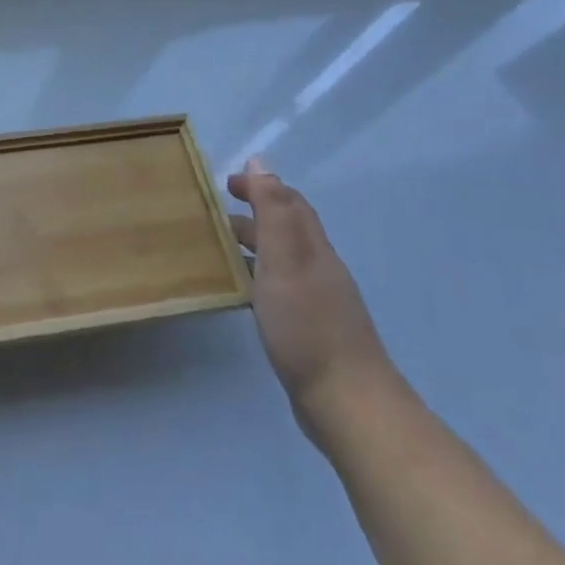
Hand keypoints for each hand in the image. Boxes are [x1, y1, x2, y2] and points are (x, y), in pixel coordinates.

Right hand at [228, 159, 398, 441]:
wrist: (346, 402)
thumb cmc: (307, 325)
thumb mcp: (284, 259)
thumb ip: (273, 211)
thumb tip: (260, 163)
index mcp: (313, 247)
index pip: (289, 202)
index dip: (261, 186)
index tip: (226, 183)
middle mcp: (319, 268)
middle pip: (289, 228)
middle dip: (257, 211)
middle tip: (217, 210)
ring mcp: (318, 301)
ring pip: (284, 258)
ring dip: (255, 244)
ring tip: (220, 246)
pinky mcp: (311, 330)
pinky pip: (280, 287)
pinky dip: (259, 276)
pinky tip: (242, 293)